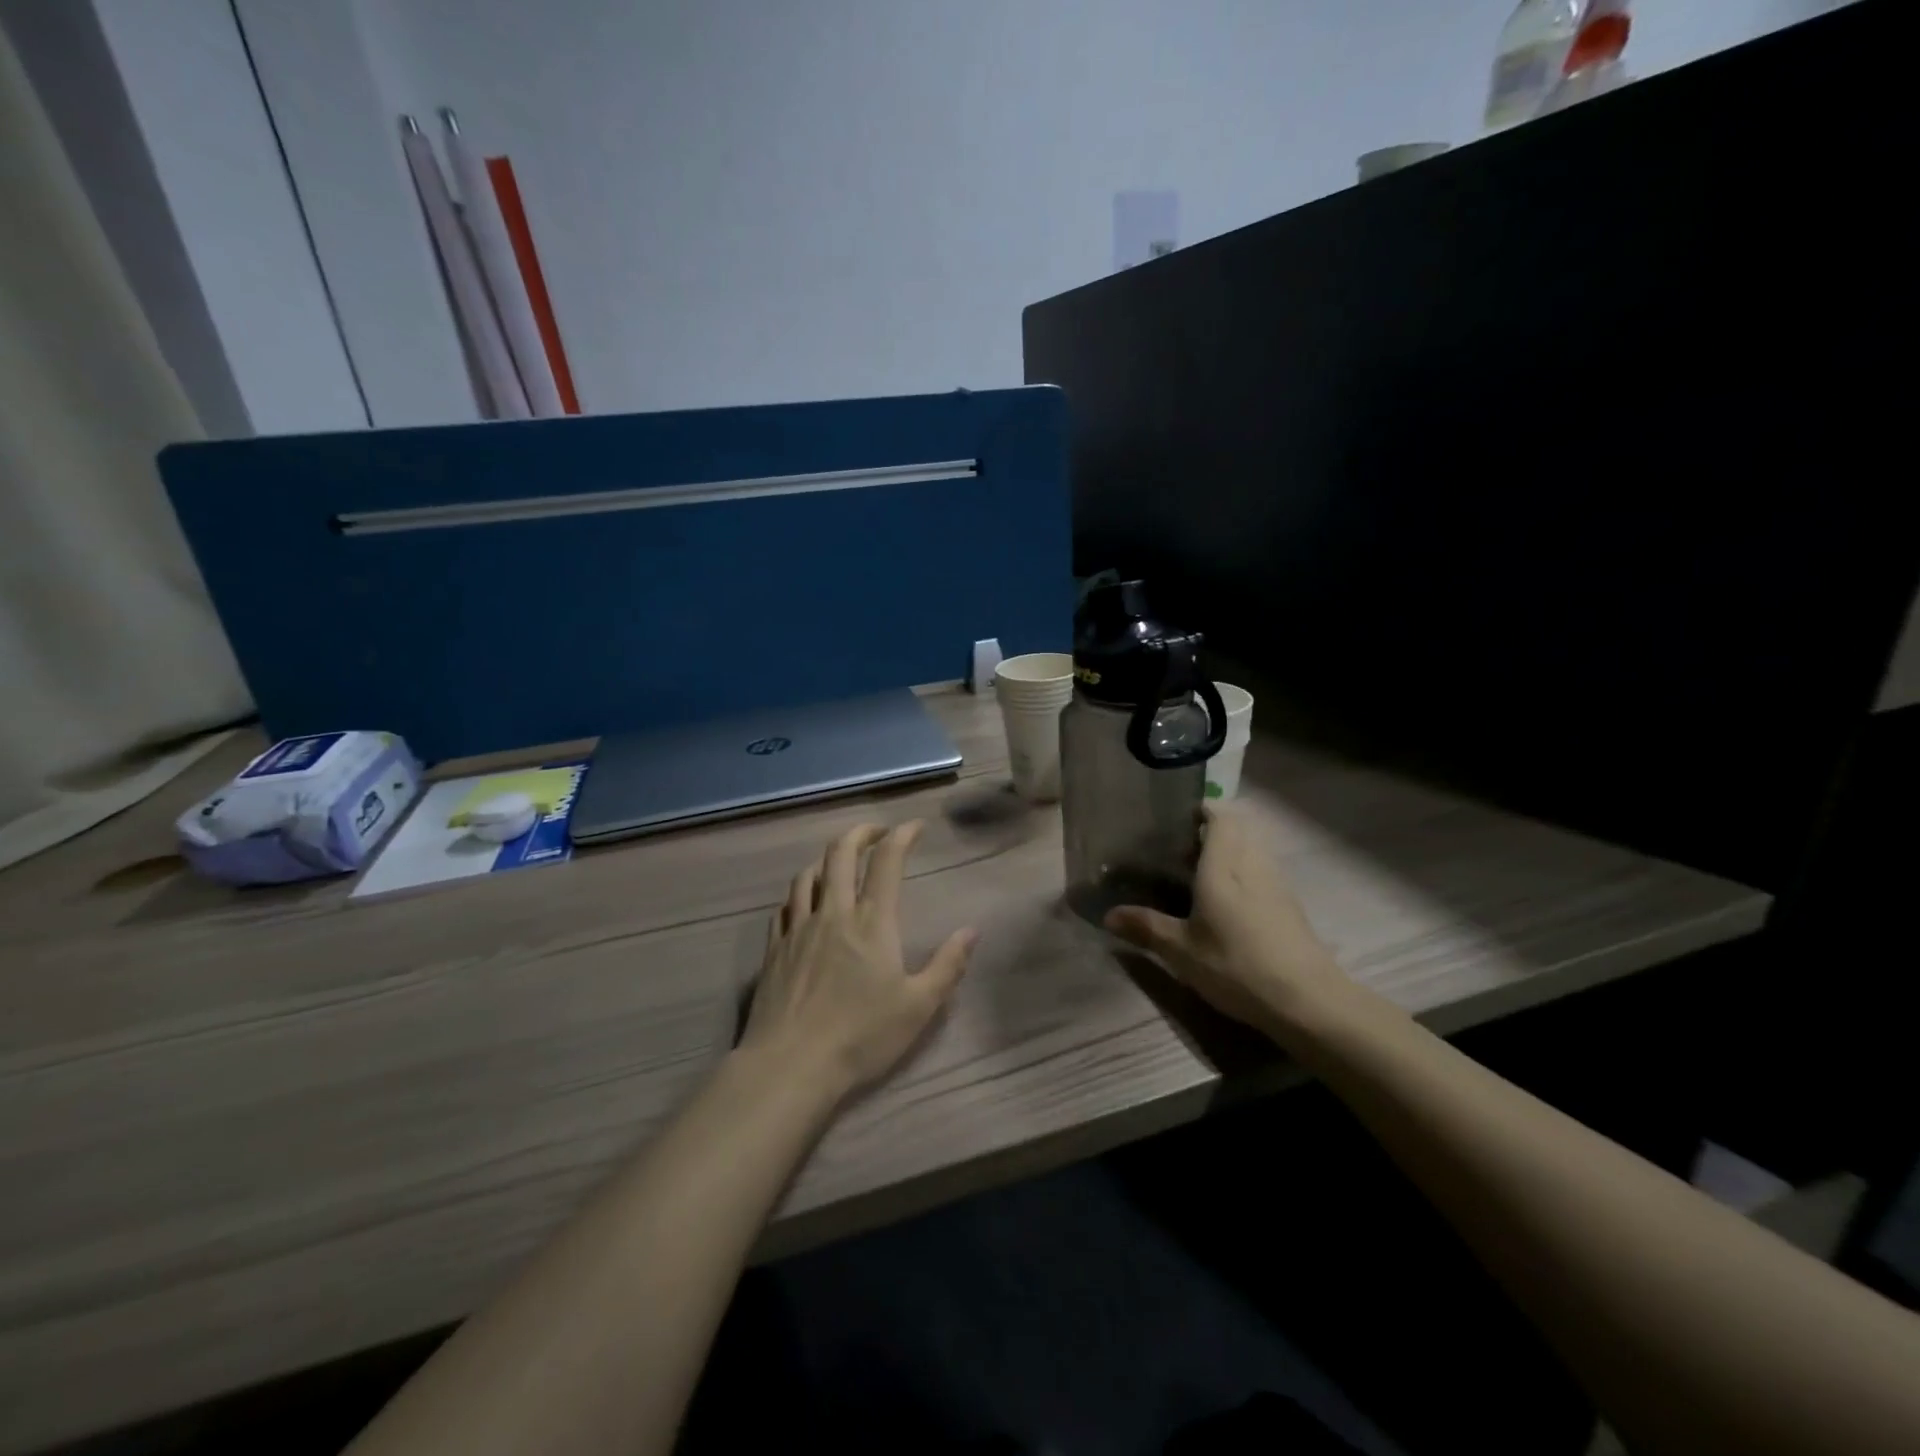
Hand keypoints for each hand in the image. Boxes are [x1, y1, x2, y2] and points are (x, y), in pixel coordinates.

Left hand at [741, 821, 976, 1101]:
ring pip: (808, 875)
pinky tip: (804, 903)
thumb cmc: (861, 1035)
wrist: (790, 1065)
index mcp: (871, 921)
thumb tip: (972, 931)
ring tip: (840, 864)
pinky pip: (784, 906)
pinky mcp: (774, 949)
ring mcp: (798, 928)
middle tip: (876, 832)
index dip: (902, 835)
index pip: (887, 861)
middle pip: (840, 854)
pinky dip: (799, 893)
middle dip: (861, 833)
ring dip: (827, 860)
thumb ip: (948, 965)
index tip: (914, 827)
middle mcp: (833, 913)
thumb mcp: (919, 1006)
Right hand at [1104, 804, 1352, 1036]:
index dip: (1203, 809)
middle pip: (1239, 828)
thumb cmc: (1237, 966)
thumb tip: (1108, 915)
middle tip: (1182, 850)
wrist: (1308, 1001)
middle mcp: (1253, 864)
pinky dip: (1245, 872)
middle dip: (1213, 830)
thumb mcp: (1182, 950)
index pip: (1221, 816)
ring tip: (1201, 875)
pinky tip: (1229, 903)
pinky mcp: (1290, 905)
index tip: (1179, 818)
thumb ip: (1146, 927)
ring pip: (1253, 849)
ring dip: (1231, 851)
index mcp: (1224, 865)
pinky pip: (1263, 870)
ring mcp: (1277, 883)